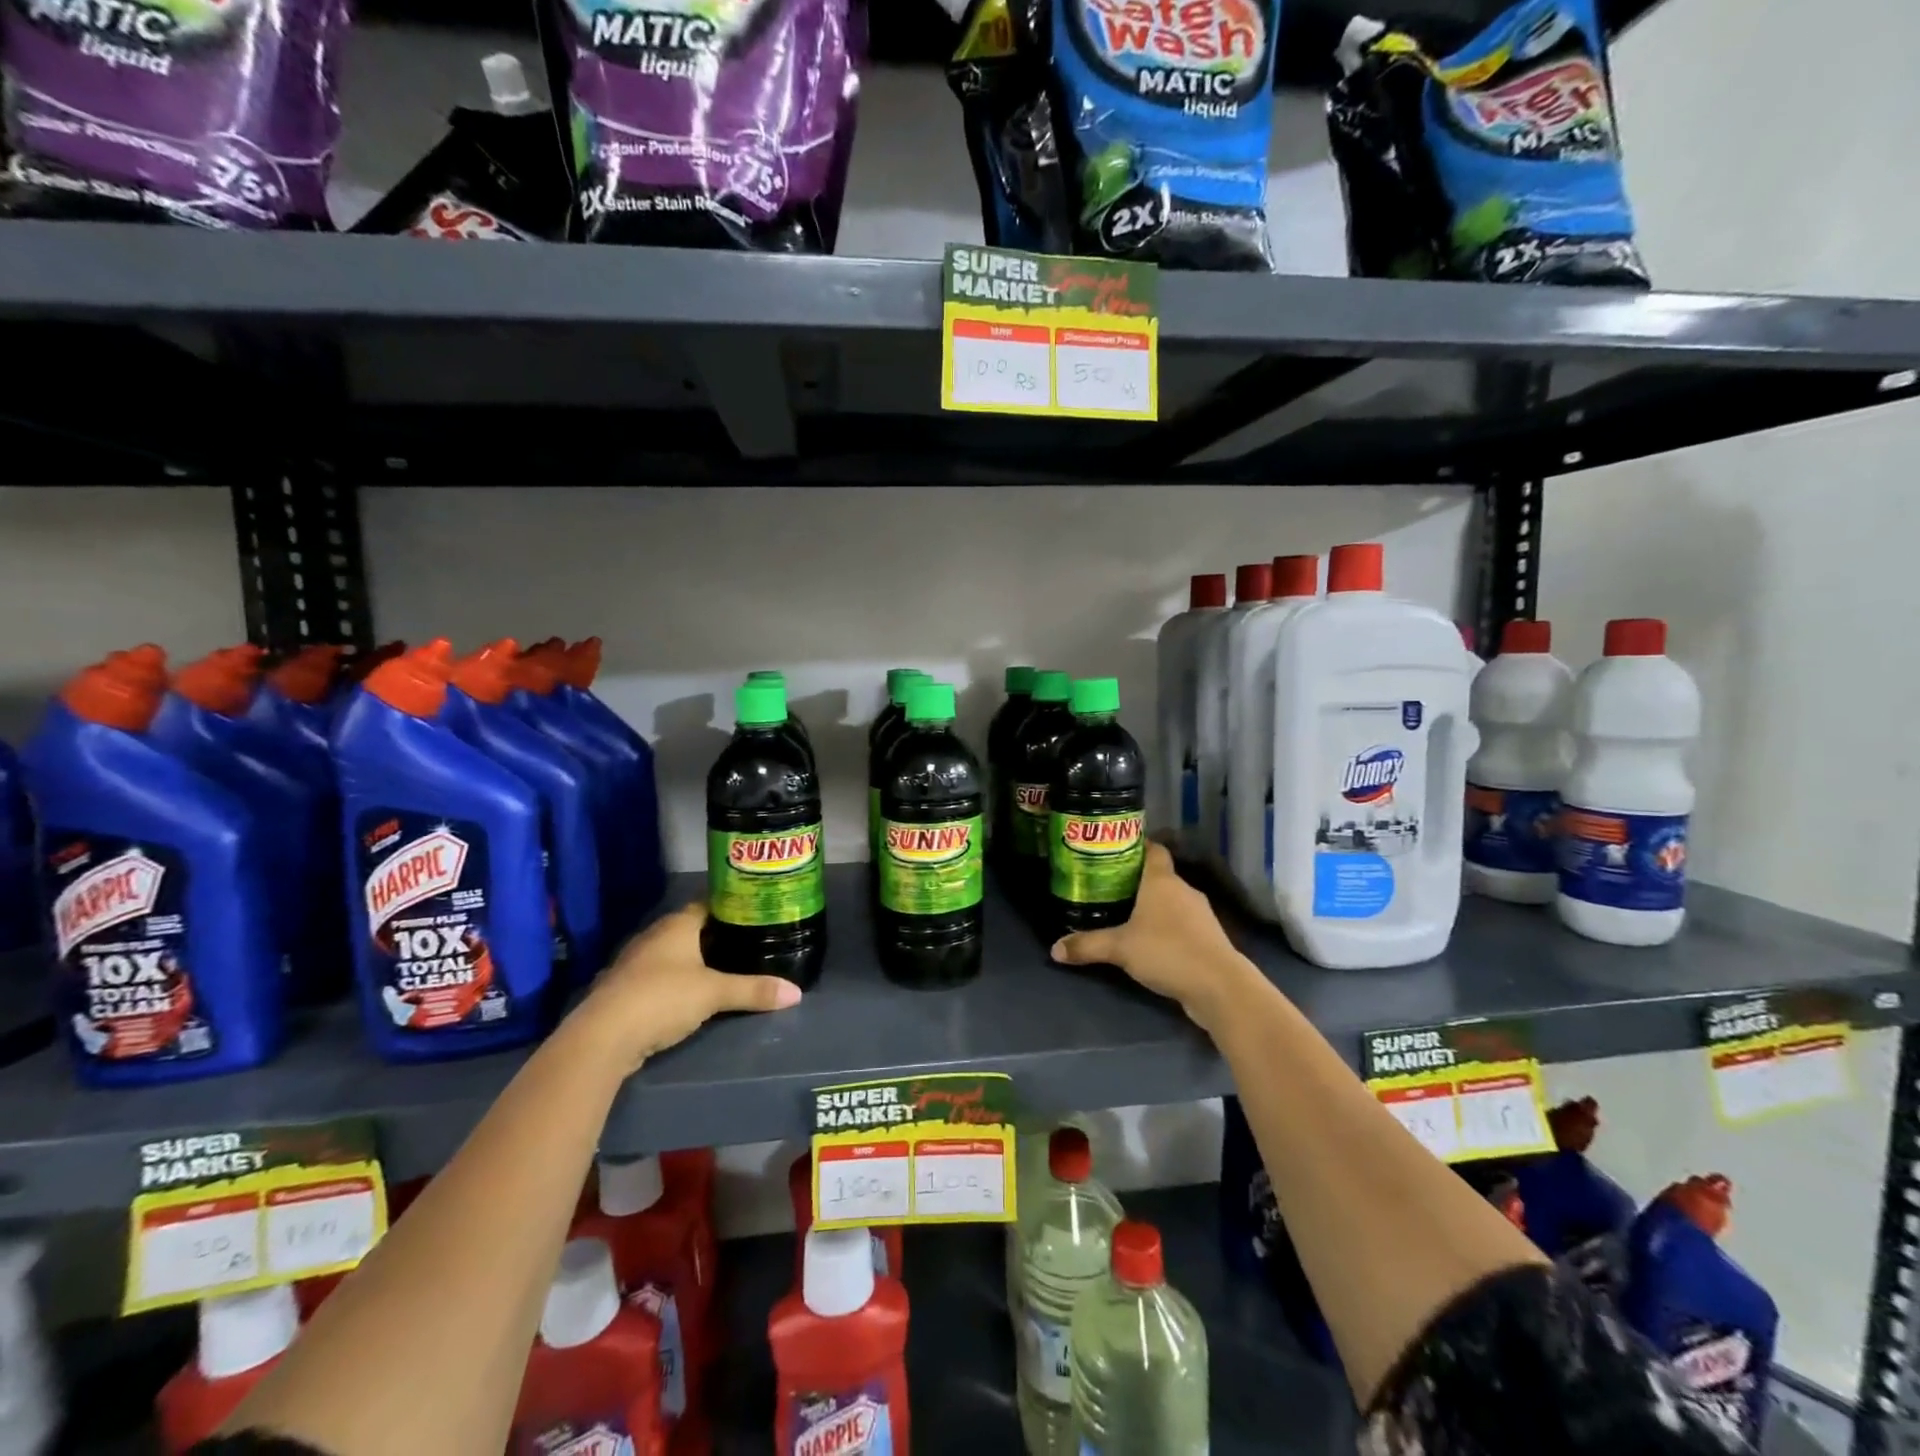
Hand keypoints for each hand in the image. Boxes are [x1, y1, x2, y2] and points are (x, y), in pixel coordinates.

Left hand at [577, 902, 800, 1072]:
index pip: (708, 904)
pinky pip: (658, 977)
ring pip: (672, 954)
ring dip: (693, 960)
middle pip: (690, 928)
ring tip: (725, 968)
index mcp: (676, 925)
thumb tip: (796, 993)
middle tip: (748, 942)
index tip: (755, 914)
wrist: (601, 1038)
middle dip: (716, 935)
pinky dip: (675, 981)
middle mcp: (654, 936)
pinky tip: (691, 994)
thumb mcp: (715, 993)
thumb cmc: (662, 998)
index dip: (731, 907)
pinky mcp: (624, 990)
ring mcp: (634, 963)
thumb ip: (754, 990)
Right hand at [1050, 842, 1257, 1031]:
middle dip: (1136, 881)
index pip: (1153, 849)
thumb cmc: (1167, 951)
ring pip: (1172, 901)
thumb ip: (1087, 945)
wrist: (1219, 986)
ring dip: (1153, 907)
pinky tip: (1150, 943)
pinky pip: (1182, 924)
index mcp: (1162, 880)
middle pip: (1159, 876)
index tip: (1114, 851)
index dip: (1136, 846)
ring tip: (1125, 915)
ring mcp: (1200, 914)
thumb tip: (1054, 949)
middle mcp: (1183, 890)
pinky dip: (1167, 928)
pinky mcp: (1208, 938)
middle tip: (1109, 886)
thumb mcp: (1120, 948)